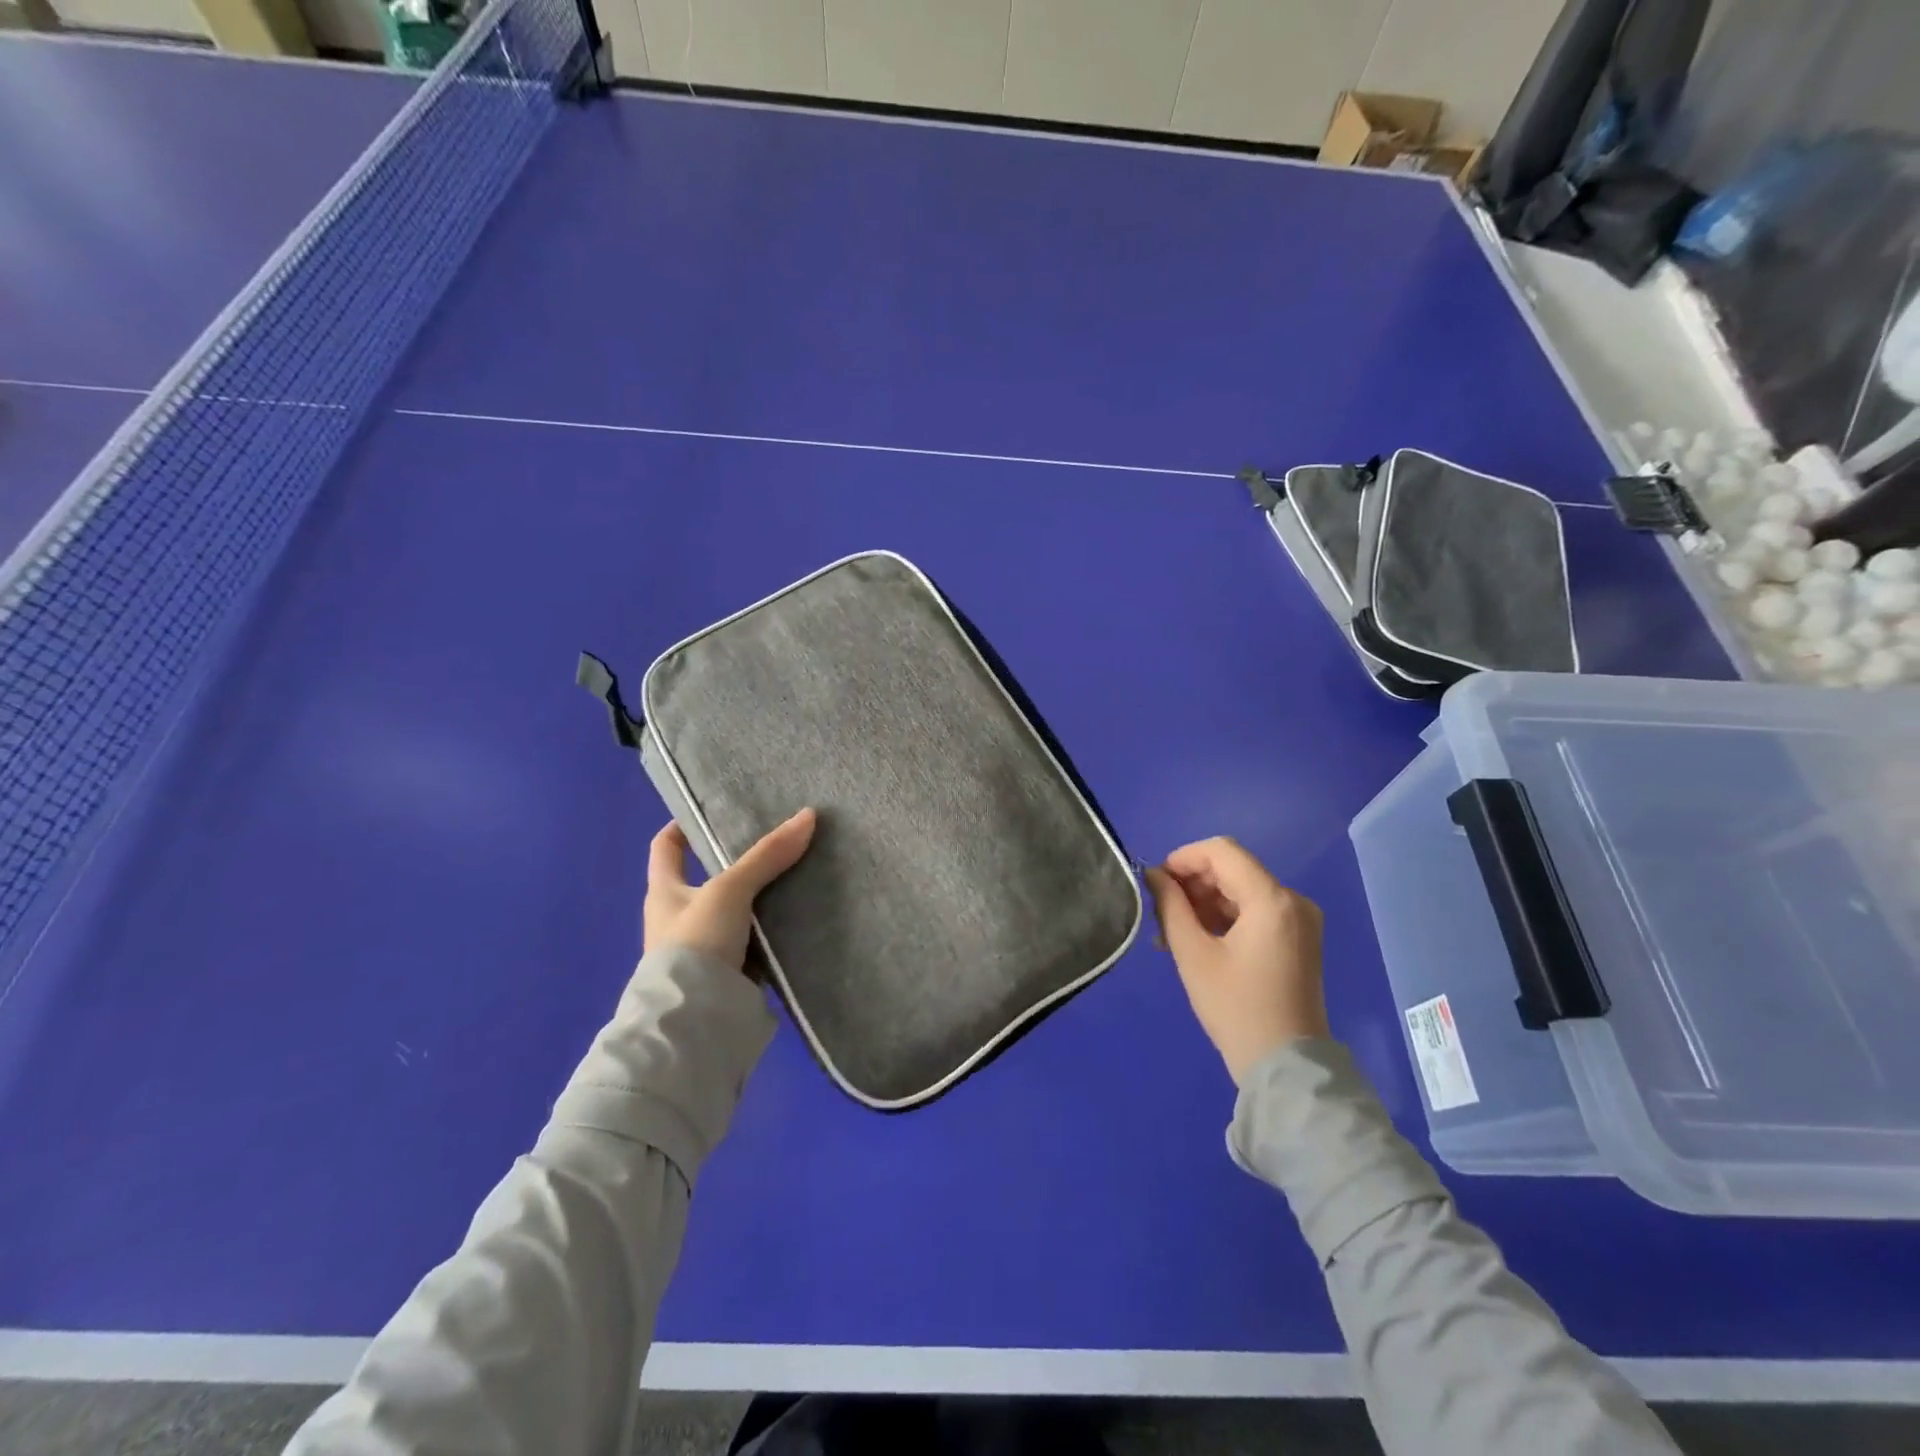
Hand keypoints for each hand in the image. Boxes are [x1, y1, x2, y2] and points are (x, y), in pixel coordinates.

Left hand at [644, 808, 816, 971]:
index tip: (711, 810)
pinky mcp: (729, 971)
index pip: (665, 847)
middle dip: (739, 860)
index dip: (682, 826)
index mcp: (664, 892)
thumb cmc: (696, 943)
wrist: (696, 1021)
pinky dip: (772, 928)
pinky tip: (801, 915)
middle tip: (774, 840)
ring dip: (761, 896)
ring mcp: (705, 946)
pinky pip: (754, 939)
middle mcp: (679, 917)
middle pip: (709, 877)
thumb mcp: (729, 890)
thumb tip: (808, 815)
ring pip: (737, 909)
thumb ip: (767, 855)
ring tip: (798, 871)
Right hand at [1144, 837, 1328, 1083]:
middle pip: (1233, 869)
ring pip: (1241, 889)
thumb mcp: (1193, 953)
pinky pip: (1255, 911)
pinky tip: (1197, 939)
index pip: (1222, 851)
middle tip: (1160, 911)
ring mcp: (1299, 920)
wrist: (1285, 1066)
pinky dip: (1224, 916)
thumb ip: (1171, 905)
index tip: (1156, 882)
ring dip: (1205, 901)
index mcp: (1272, 900)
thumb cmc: (1235, 1008)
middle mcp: (1293, 900)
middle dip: (1192, 882)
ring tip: (1171, 931)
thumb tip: (1154, 874)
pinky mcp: (1297, 938)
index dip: (1183, 858)